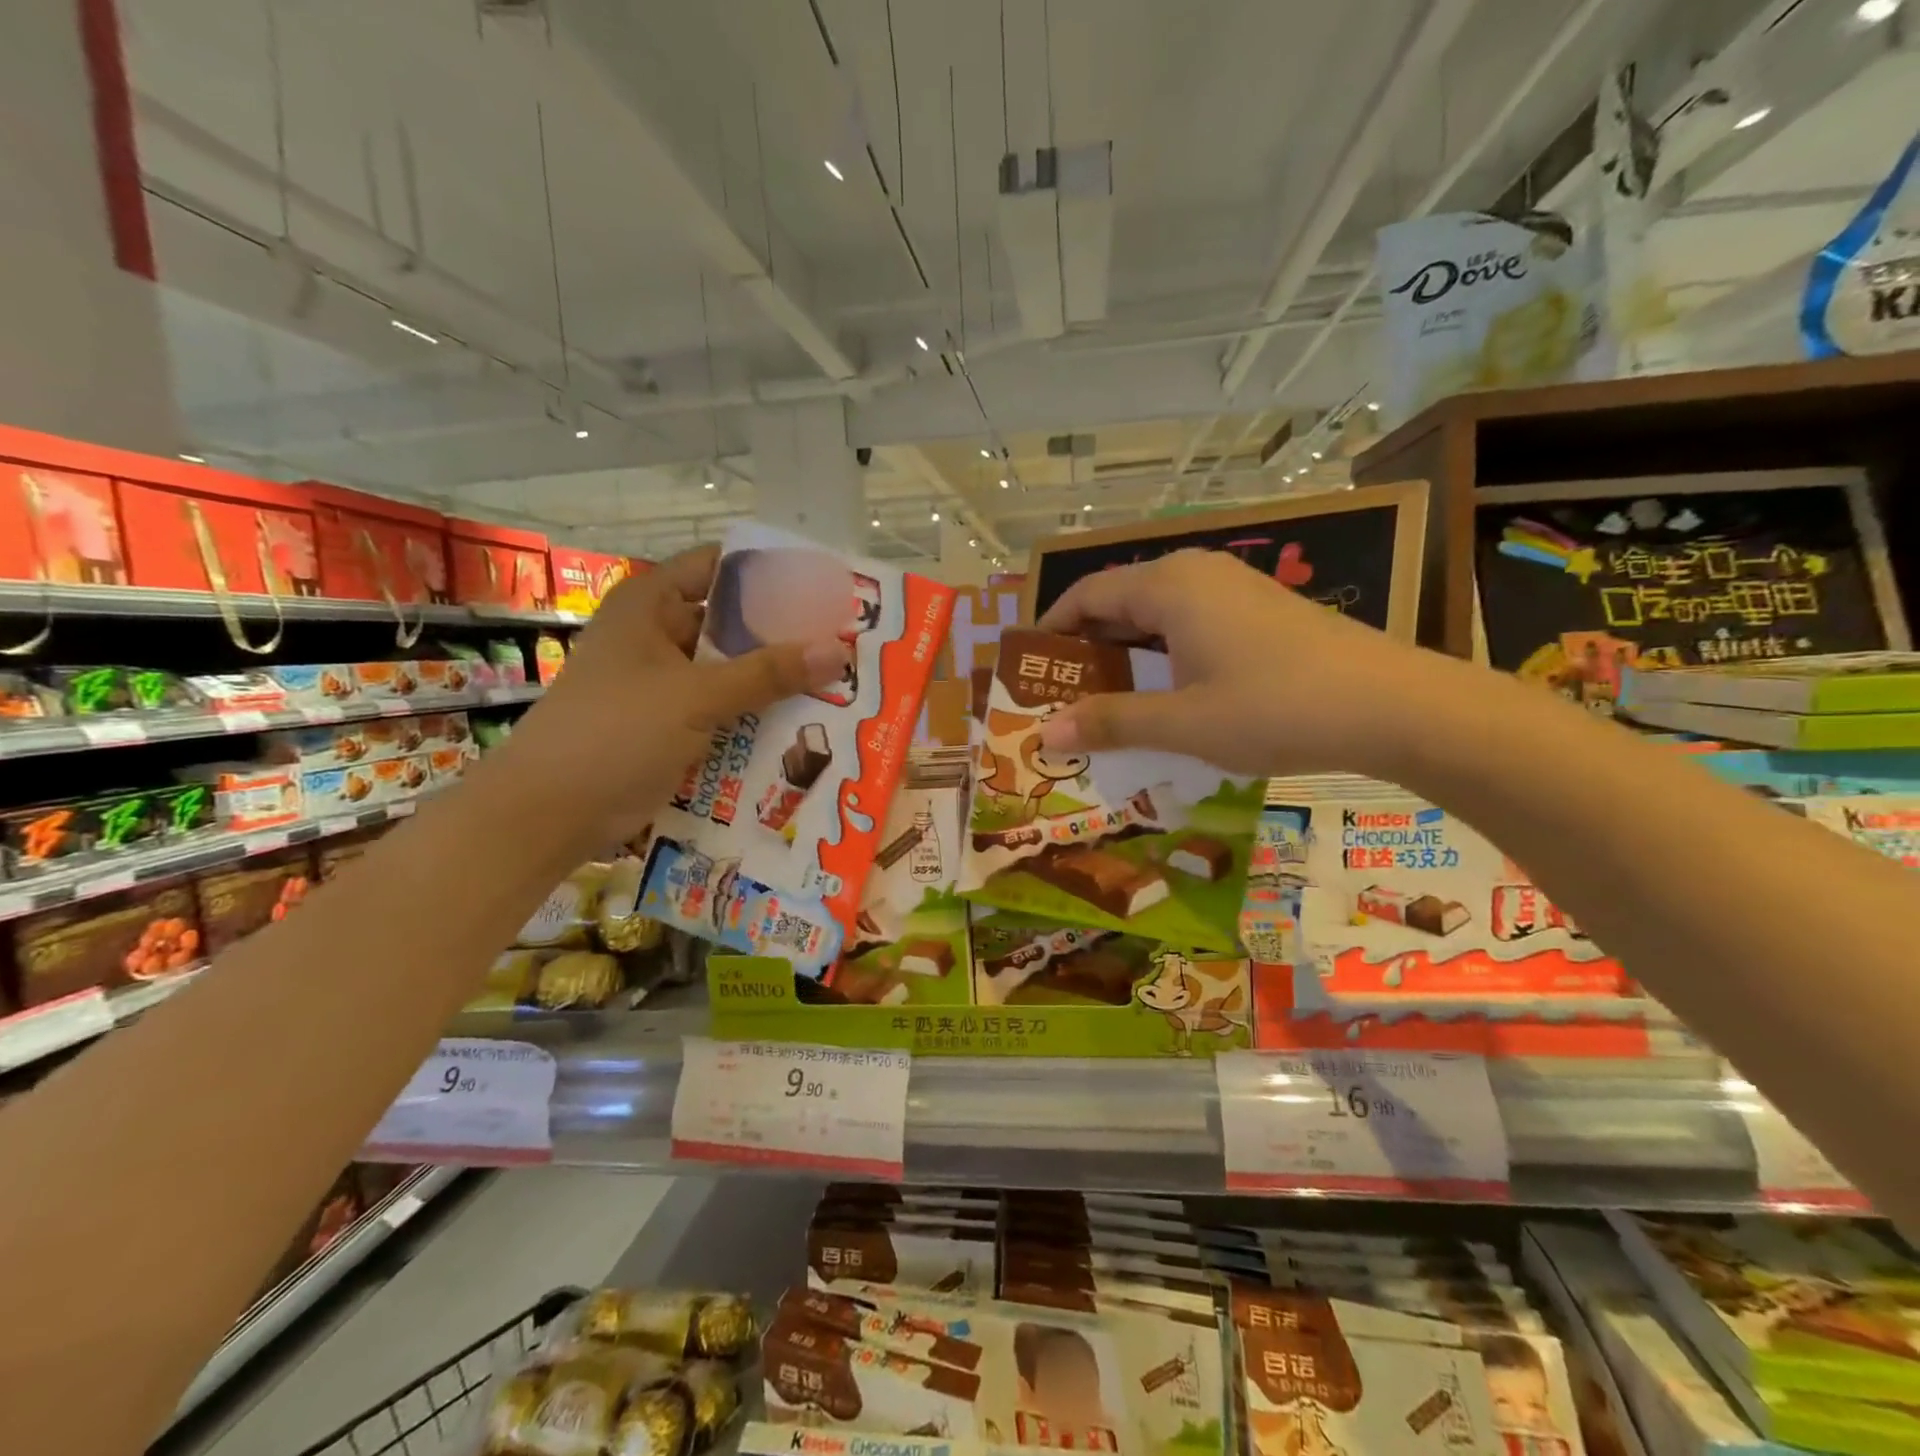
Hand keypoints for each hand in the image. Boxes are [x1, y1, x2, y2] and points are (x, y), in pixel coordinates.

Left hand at [488, 545, 849, 852]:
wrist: (548, 814)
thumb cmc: (614, 734)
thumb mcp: (695, 697)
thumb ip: (767, 673)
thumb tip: (839, 650)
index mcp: (652, 605)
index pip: (721, 567)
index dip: (771, 573)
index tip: (825, 587)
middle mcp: (659, 635)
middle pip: (733, 622)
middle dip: (785, 634)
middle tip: (846, 642)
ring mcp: (665, 683)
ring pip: (732, 670)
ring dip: (776, 680)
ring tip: (840, 683)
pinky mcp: (672, 724)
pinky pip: (725, 709)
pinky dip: (757, 714)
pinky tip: (805, 724)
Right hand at [1036, 549, 1446, 776]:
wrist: (1393, 706)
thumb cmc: (1276, 707)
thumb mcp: (1183, 722)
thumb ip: (1111, 722)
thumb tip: (1045, 734)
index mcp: (1167, 584)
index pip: (1085, 594)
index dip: (1050, 631)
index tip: (1027, 673)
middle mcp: (1195, 574)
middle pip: (1117, 603)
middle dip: (1084, 652)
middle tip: (1059, 701)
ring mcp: (1231, 591)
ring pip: (1154, 618)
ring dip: (1124, 660)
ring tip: (1103, 708)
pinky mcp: (1257, 613)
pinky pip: (1187, 628)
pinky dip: (1161, 660)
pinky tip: (1162, 701)